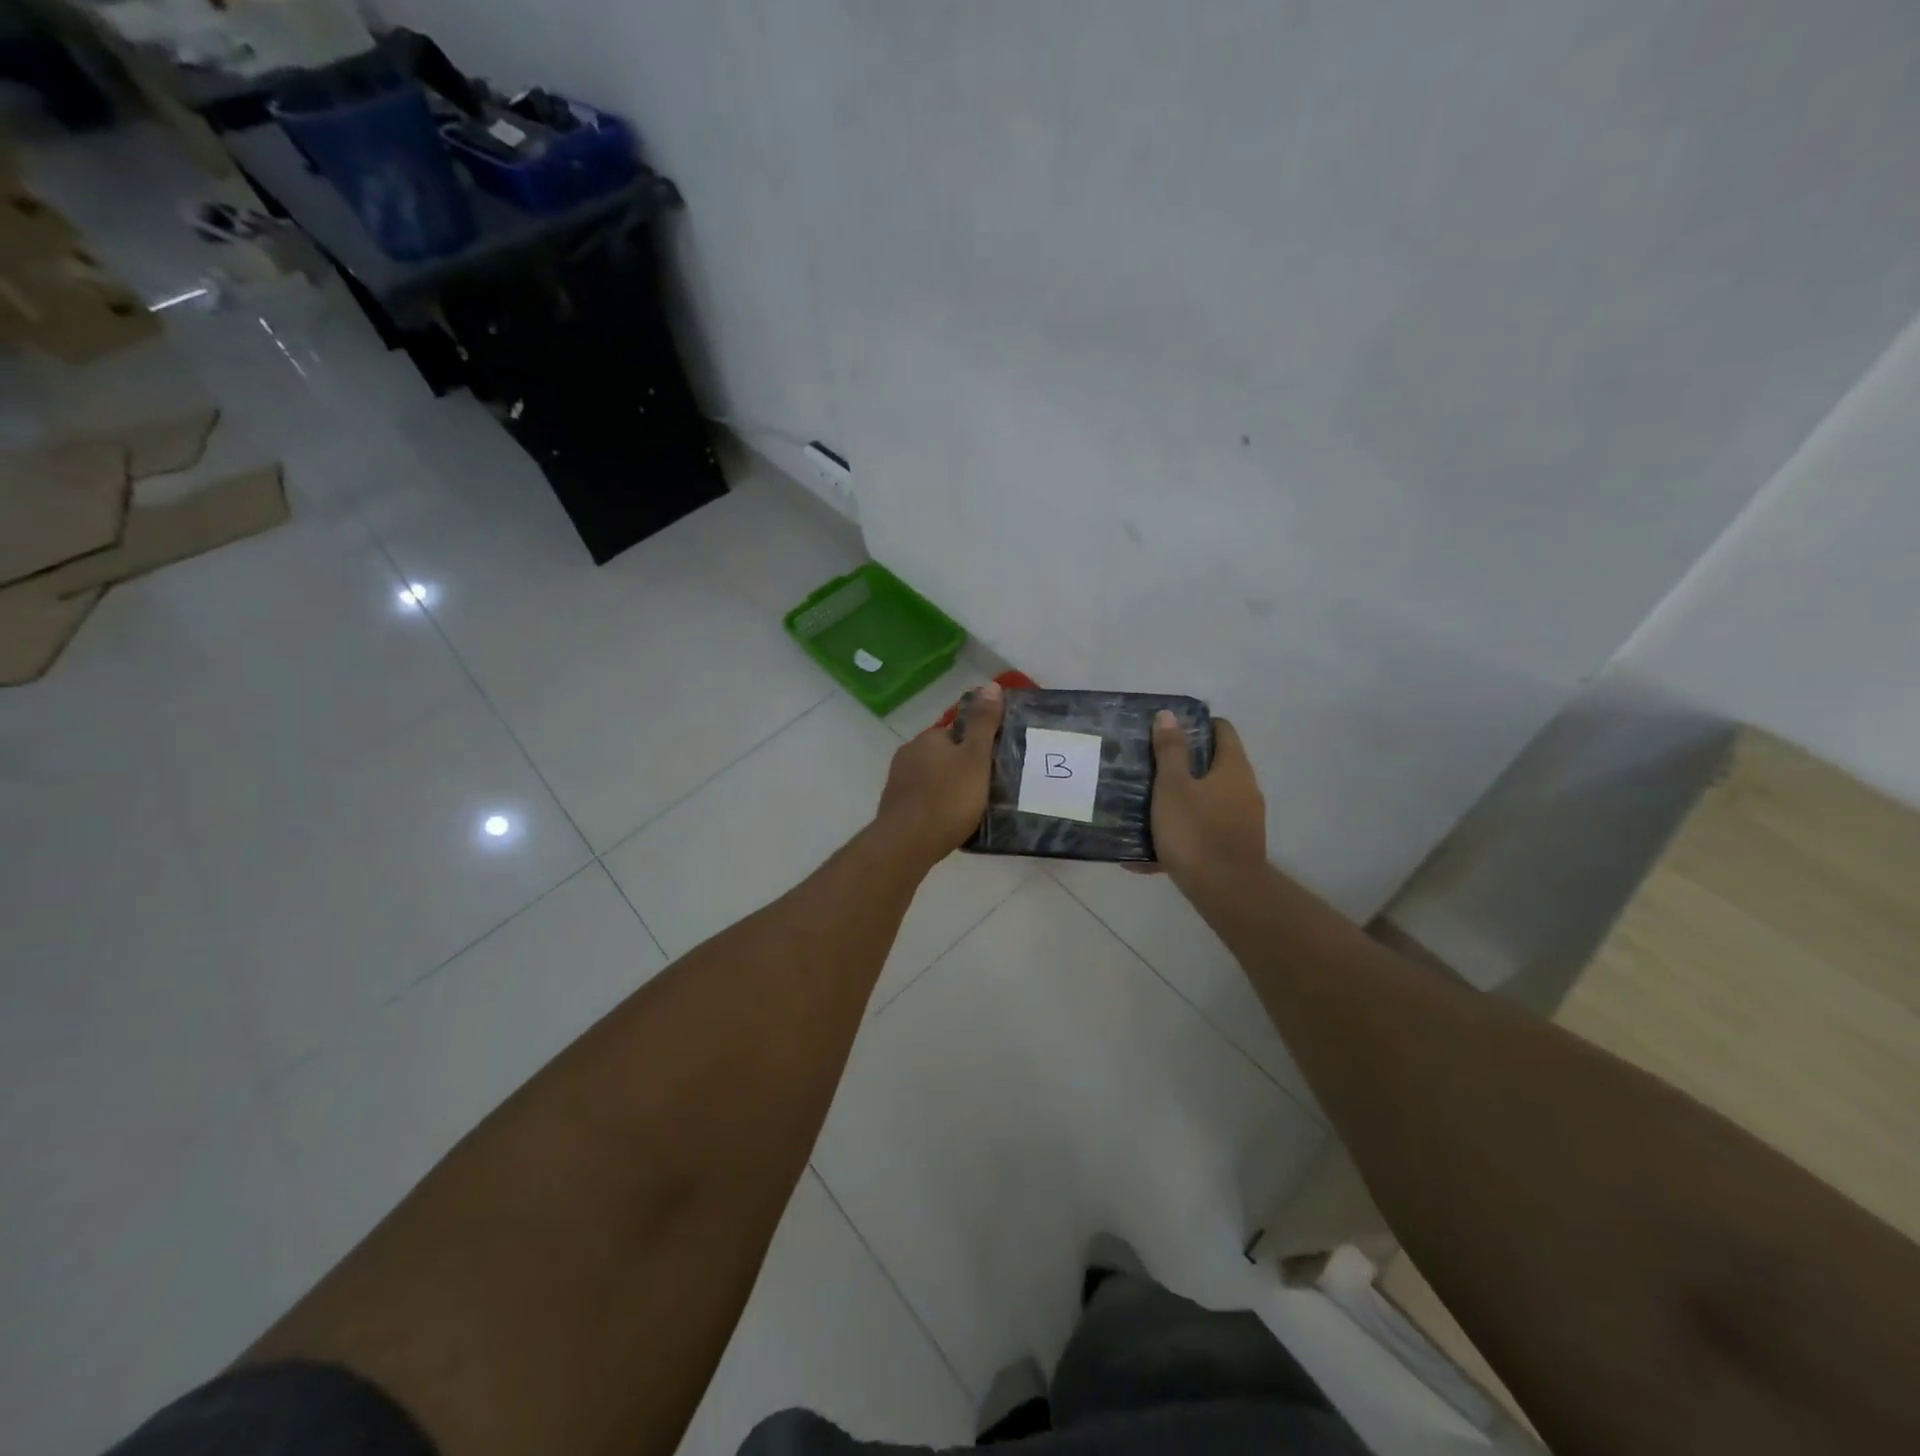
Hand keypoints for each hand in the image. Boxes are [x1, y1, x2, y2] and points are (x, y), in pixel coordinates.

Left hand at [872, 681, 1004, 869]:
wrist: (907, 844)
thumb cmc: (947, 798)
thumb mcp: (975, 758)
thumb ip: (983, 723)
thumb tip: (990, 685)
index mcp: (928, 738)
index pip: (956, 732)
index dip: (976, 746)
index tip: (992, 764)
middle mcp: (909, 754)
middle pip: (943, 755)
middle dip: (961, 767)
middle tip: (986, 788)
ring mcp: (898, 781)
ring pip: (931, 777)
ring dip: (948, 787)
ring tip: (971, 807)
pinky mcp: (895, 807)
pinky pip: (923, 799)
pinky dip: (936, 805)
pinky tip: (949, 821)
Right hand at [1145, 711, 1267, 890]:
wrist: (1226, 892)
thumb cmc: (1196, 831)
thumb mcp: (1173, 786)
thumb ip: (1170, 750)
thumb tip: (1169, 714)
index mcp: (1233, 768)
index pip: (1222, 730)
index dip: (1196, 724)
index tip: (1167, 730)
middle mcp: (1244, 789)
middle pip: (1213, 765)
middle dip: (1182, 764)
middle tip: (1148, 766)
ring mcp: (1242, 820)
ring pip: (1206, 800)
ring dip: (1179, 800)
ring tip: (1143, 806)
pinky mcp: (1234, 847)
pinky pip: (1202, 831)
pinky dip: (1180, 833)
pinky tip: (1147, 852)